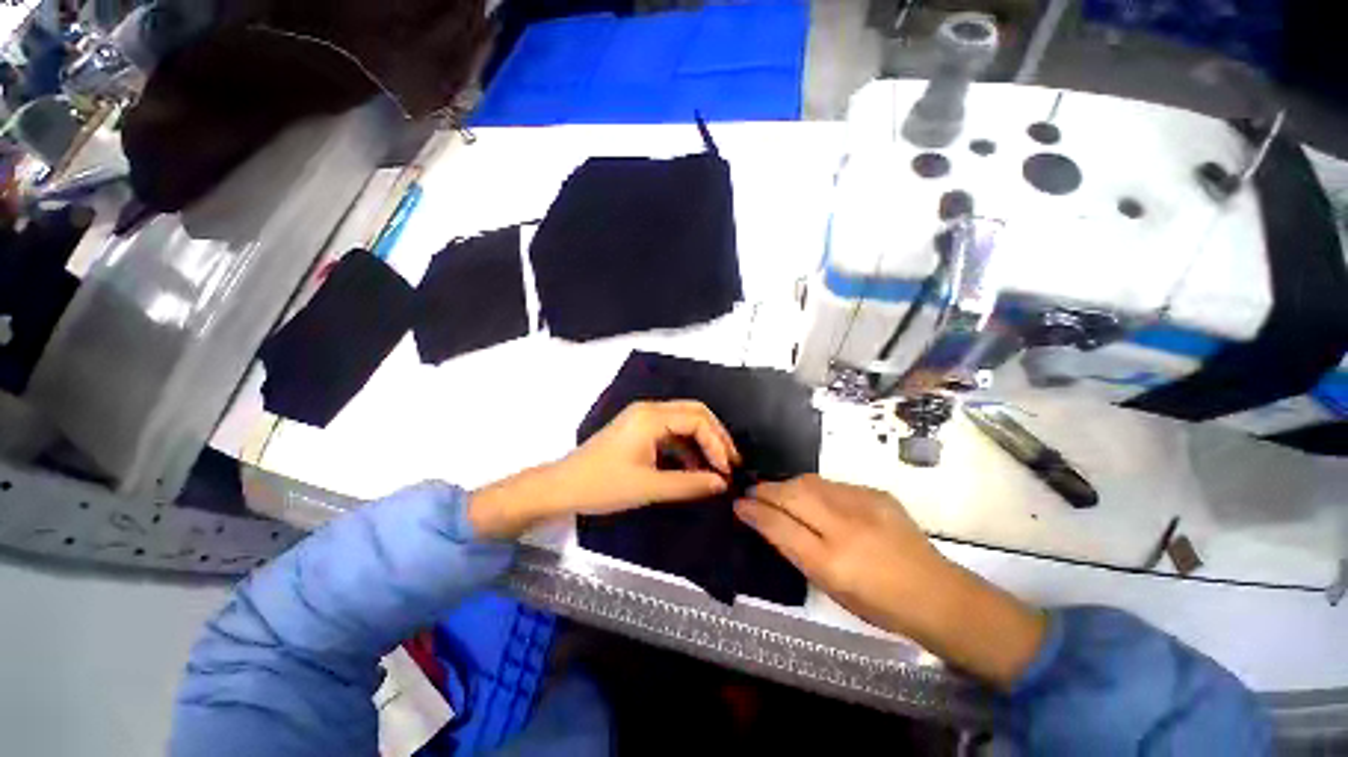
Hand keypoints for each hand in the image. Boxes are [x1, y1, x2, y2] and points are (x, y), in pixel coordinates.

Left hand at [557, 400, 741, 513]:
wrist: (562, 487)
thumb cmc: (603, 485)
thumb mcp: (649, 487)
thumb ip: (689, 484)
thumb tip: (722, 483)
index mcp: (651, 417)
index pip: (697, 419)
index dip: (717, 443)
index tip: (727, 470)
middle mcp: (649, 410)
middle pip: (694, 413)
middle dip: (715, 436)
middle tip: (730, 462)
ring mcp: (642, 419)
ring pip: (683, 422)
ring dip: (701, 442)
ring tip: (716, 468)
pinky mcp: (638, 430)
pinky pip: (670, 433)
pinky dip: (685, 448)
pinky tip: (693, 469)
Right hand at [734, 475, 944, 631]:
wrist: (935, 593)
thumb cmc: (877, 604)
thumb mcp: (829, 586)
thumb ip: (795, 550)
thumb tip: (767, 522)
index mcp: (831, 562)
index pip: (780, 526)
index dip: (754, 512)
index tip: (737, 504)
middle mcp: (845, 527)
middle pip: (791, 494)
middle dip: (765, 490)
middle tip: (752, 492)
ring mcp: (863, 505)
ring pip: (809, 482)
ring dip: (787, 486)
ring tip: (777, 492)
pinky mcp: (876, 493)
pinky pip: (832, 484)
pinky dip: (814, 488)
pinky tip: (813, 498)